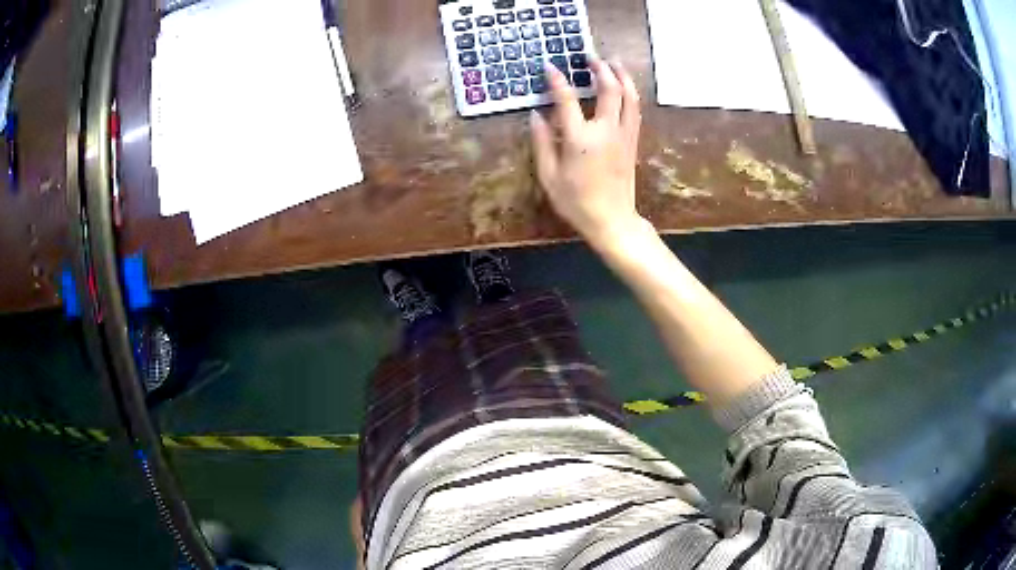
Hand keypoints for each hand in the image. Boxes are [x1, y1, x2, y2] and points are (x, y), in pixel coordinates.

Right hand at [530, 59, 642, 245]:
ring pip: (629, 96)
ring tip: (613, 63)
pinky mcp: (633, 142)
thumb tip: (536, 115)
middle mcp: (606, 131)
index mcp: (581, 139)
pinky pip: (635, 110)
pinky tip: (625, 87)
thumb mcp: (548, 176)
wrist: (612, 220)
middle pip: (610, 89)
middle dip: (600, 68)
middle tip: (590, 57)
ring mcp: (624, 135)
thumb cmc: (576, 202)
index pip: (568, 100)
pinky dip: (630, 93)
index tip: (550, 66)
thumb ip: (542, 142)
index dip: (557, 80)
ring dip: (622, 76)